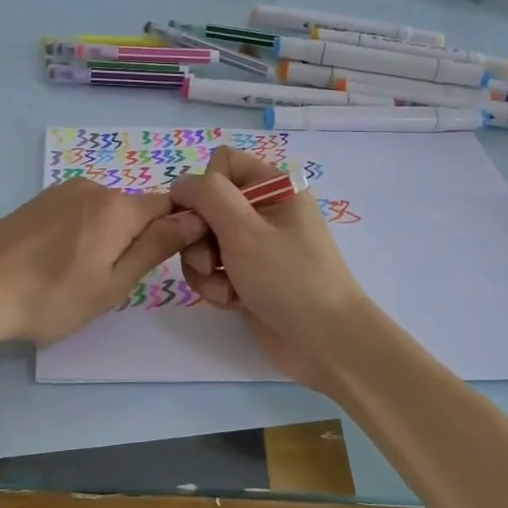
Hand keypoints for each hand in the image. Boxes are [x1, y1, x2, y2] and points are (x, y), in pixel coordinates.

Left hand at [0, 179, 207, 347]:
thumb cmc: (51, 296)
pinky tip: (55, 263)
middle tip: (111, 283)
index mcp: (118, 207)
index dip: (176, 232)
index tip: (163, 265)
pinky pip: (77, 214)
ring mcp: (61, 192)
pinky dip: (78, 236)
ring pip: (104, 213)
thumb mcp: (113, 284)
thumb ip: (156, 247)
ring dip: (105, 239)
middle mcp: (93, 188)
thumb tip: (194, 218)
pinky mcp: (37, 202)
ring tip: (78, 277)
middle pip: (135, 210)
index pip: (169, 206)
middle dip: (136, 240)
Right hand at [169, 147, 373, 389]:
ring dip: (205, 268)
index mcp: (274, 187)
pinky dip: (217, 286)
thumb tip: (181, 183)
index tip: (200, 219)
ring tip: (225, 289)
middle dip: (200, 237)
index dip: (204, 189)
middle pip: (207, 207)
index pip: (222, 164)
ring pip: (205, 242)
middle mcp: (265, 211)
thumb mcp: (244, 231)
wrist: (327, 343)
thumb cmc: (289, 279)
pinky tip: (233, 302)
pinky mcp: (249, 277)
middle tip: (210, 262)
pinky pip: (216, 271)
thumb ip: (208, 197)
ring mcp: (257, 246)